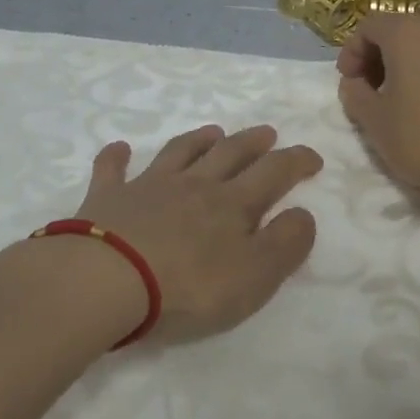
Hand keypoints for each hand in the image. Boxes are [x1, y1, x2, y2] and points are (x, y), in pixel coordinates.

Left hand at [71, 124, 322, 343]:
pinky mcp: (107, 198)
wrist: (107, 280)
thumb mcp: (255, 276)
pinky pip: (112, 169)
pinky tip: (120, 148)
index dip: (296, 161)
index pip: (273, 173)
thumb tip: (303, 213)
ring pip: (179, 152)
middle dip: (252, 142)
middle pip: (229, 154)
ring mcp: (148, 187)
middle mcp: (194, 185)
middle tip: (267, 132)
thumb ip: (285, 244)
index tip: (312, 157)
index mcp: (232, 205)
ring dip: (198, 140)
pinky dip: (117, 156)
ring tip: (212, 131)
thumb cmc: (189, 287)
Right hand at [336, 14, 419, 196]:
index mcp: (409, 34)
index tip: (348, 81)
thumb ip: (354, 92)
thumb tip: (355, 84)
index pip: (370, 26)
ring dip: (412, 66)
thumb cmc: (417, 138)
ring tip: (404, 101)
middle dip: (381, 56)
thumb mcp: (371, 118)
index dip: (352, 51)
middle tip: (371, 89)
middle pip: (403, 32)